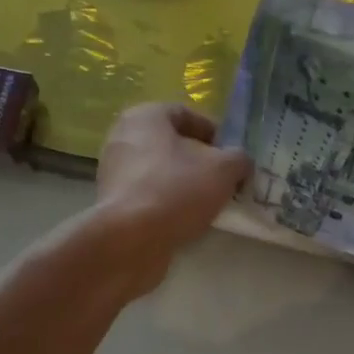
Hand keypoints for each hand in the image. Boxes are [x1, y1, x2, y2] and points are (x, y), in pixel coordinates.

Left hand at [95, 103, 250, 288]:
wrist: (130, 239)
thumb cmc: (176, 190)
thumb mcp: (223, 169)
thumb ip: (239, 159)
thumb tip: (240, 163)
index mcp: (145, 116)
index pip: (186, 114)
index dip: (215, 132)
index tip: (233, 156)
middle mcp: (123, 137)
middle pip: (172, 144)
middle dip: (200, 161)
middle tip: (225, 180)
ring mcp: (114, 171)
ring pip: (160, 172)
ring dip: (186, 185)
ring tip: (210, 204)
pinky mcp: (113, 203)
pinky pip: (149, 195)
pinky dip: (168, 204)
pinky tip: (187, 221)